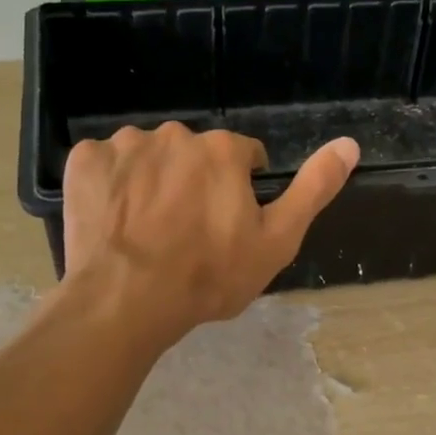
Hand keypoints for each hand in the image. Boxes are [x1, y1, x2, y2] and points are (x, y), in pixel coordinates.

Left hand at [60, 124, 359, 347]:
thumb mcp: (276, 241)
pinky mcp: (84, 161)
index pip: (241, 158)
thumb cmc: (208, 277)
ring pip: (147, 158)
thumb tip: (350, 144)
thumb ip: (314, 189)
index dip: (238, 192)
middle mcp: (174, 135)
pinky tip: (113, 222)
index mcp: (222, 151)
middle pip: (192, 157)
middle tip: (184, 235)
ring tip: (146, 232)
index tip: (226, 226)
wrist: (127, 299)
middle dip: (192, 185)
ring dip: (150, 183)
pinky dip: (110, 186)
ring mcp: (125, 145)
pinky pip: (104, 165)